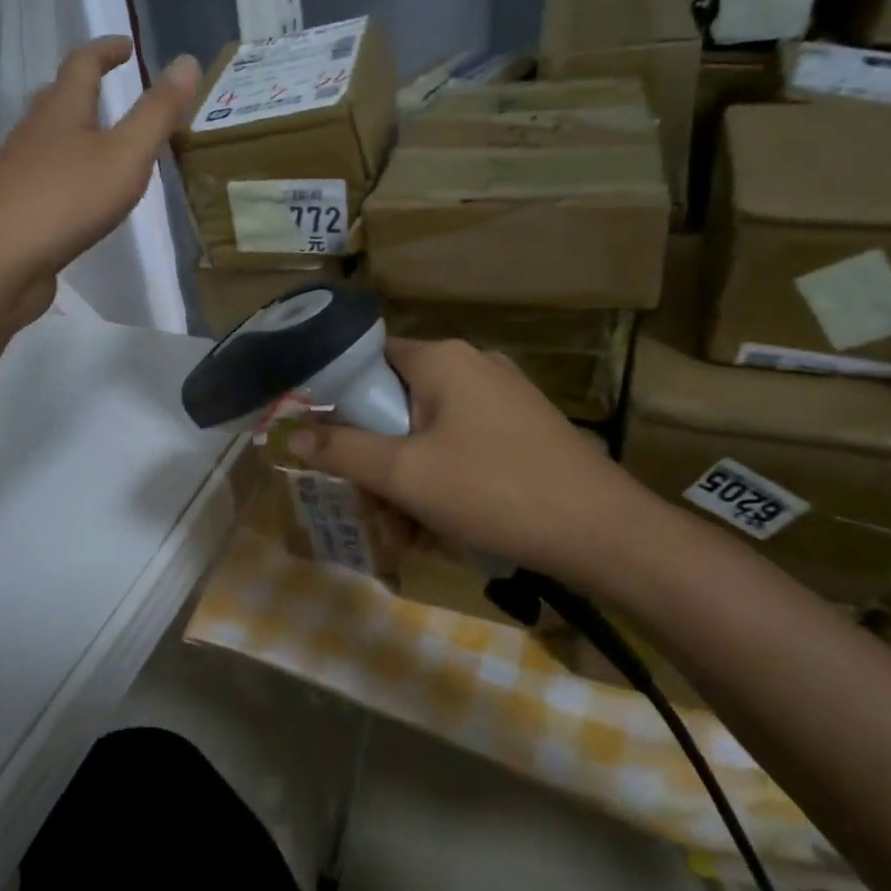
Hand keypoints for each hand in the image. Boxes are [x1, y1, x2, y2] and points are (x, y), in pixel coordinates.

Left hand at [0, 37, 200, 294]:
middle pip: (59, 99)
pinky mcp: (18, 207)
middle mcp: (35, 133)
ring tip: (106, 144)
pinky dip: (71, 173)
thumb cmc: (67, 199)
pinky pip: (48, 177)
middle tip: (114, 90)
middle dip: (86, 88)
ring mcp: (21, 171)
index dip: (105, 50)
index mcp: (62, 111)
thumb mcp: (126, 154)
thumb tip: (187, 60)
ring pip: (51, 139)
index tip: (127, 46)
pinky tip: (84, 196)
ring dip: (77, 132)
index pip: (82, 64)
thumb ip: (158, 113)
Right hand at [290, 337, 654, 583]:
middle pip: (398, 401)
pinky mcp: (524, 428)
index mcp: (442, 359)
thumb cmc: (492, 490)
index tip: (325, 444)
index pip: (368, 360)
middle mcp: (473, 365)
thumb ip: (341, 451)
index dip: (338, 399)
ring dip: (409, 478)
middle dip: (377, 457)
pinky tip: (443, 526)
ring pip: (430, 430)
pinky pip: (463, 445)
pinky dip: (444, 479)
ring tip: (406, 531)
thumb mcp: (404, 474)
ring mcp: (504, 396)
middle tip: (370, 505)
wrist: (600, 531)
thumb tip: (289, 435)